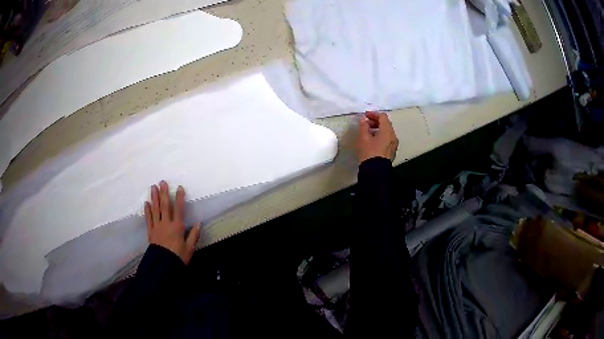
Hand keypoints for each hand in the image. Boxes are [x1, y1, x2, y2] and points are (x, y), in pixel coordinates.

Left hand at [144, 181, 199, 264]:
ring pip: (155, 209)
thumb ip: (193, 235)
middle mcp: (166, 223)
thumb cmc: (178, 257)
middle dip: (164, 193)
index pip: (179, 209)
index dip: (179, 198)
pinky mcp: (151, 231)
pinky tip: (146, 203)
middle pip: (165, 206)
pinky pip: (148, 218)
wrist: (163, 265)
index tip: (179, 187)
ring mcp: (157, 226)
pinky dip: (147, 210)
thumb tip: (199, 223)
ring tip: (153, 187)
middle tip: (162, 182)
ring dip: (154, 198)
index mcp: (177, 227)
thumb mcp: (189, 248)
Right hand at [356, 112, 398, 162]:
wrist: (375, 172)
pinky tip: (372, 140)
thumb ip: (364, 127)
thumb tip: (364, 120)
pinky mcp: (392, 151)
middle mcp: (393, 136)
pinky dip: (381, 135)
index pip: (383, 117)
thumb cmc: (369, 153)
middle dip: (376, 121)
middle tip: (365, 124)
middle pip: (386, 124)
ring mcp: (394, 144)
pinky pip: (387, 139)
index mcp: (387, 131)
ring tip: (367, 132)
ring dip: (378, 129)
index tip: (365, 116)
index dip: (373, 114)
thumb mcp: (363, 138)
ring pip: (387, 131)